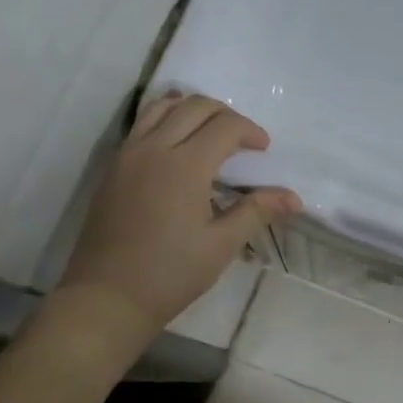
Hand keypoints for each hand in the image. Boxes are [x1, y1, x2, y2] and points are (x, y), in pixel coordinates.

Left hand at [58, 93, 300, 347]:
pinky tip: (178, 147)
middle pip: (193, 106)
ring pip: (162, 107)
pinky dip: (166, 120)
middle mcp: (154, 148)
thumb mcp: (221, 245)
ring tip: (209, 133)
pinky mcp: (113, 167)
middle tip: (242, 140)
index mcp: (185, 166)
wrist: (108, 296)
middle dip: (224, 114)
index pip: (224, 126)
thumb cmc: (171, 273)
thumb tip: (294, 198)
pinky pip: (142, 124)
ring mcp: (128, 154)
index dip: (250, 131)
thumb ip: (256, 212)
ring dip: (191, 110)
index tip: (264, 150)